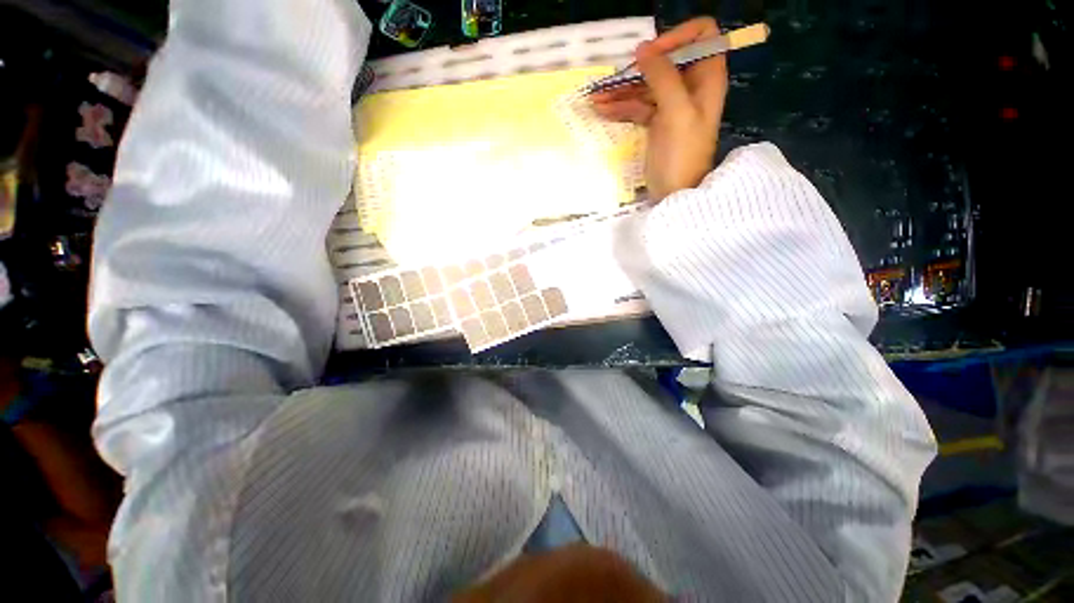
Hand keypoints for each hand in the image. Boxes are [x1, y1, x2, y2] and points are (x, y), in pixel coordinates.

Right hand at [592, 17, 727, 200]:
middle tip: (613, 81)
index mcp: (706, 78)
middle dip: (638, 69)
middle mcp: (691, 86)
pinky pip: (637, 107)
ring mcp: (672, 105)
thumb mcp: (676, 113)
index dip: (677, 38)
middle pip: (666, 61)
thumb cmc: (682, 155)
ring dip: (622, 90)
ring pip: (647, 85)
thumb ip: (662, 77)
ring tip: (596, 99)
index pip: (701, 36)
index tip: (651, 55)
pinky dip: (621, 107)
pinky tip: (602, 111)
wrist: (675, 193)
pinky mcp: (656, 122)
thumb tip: (643, 48)